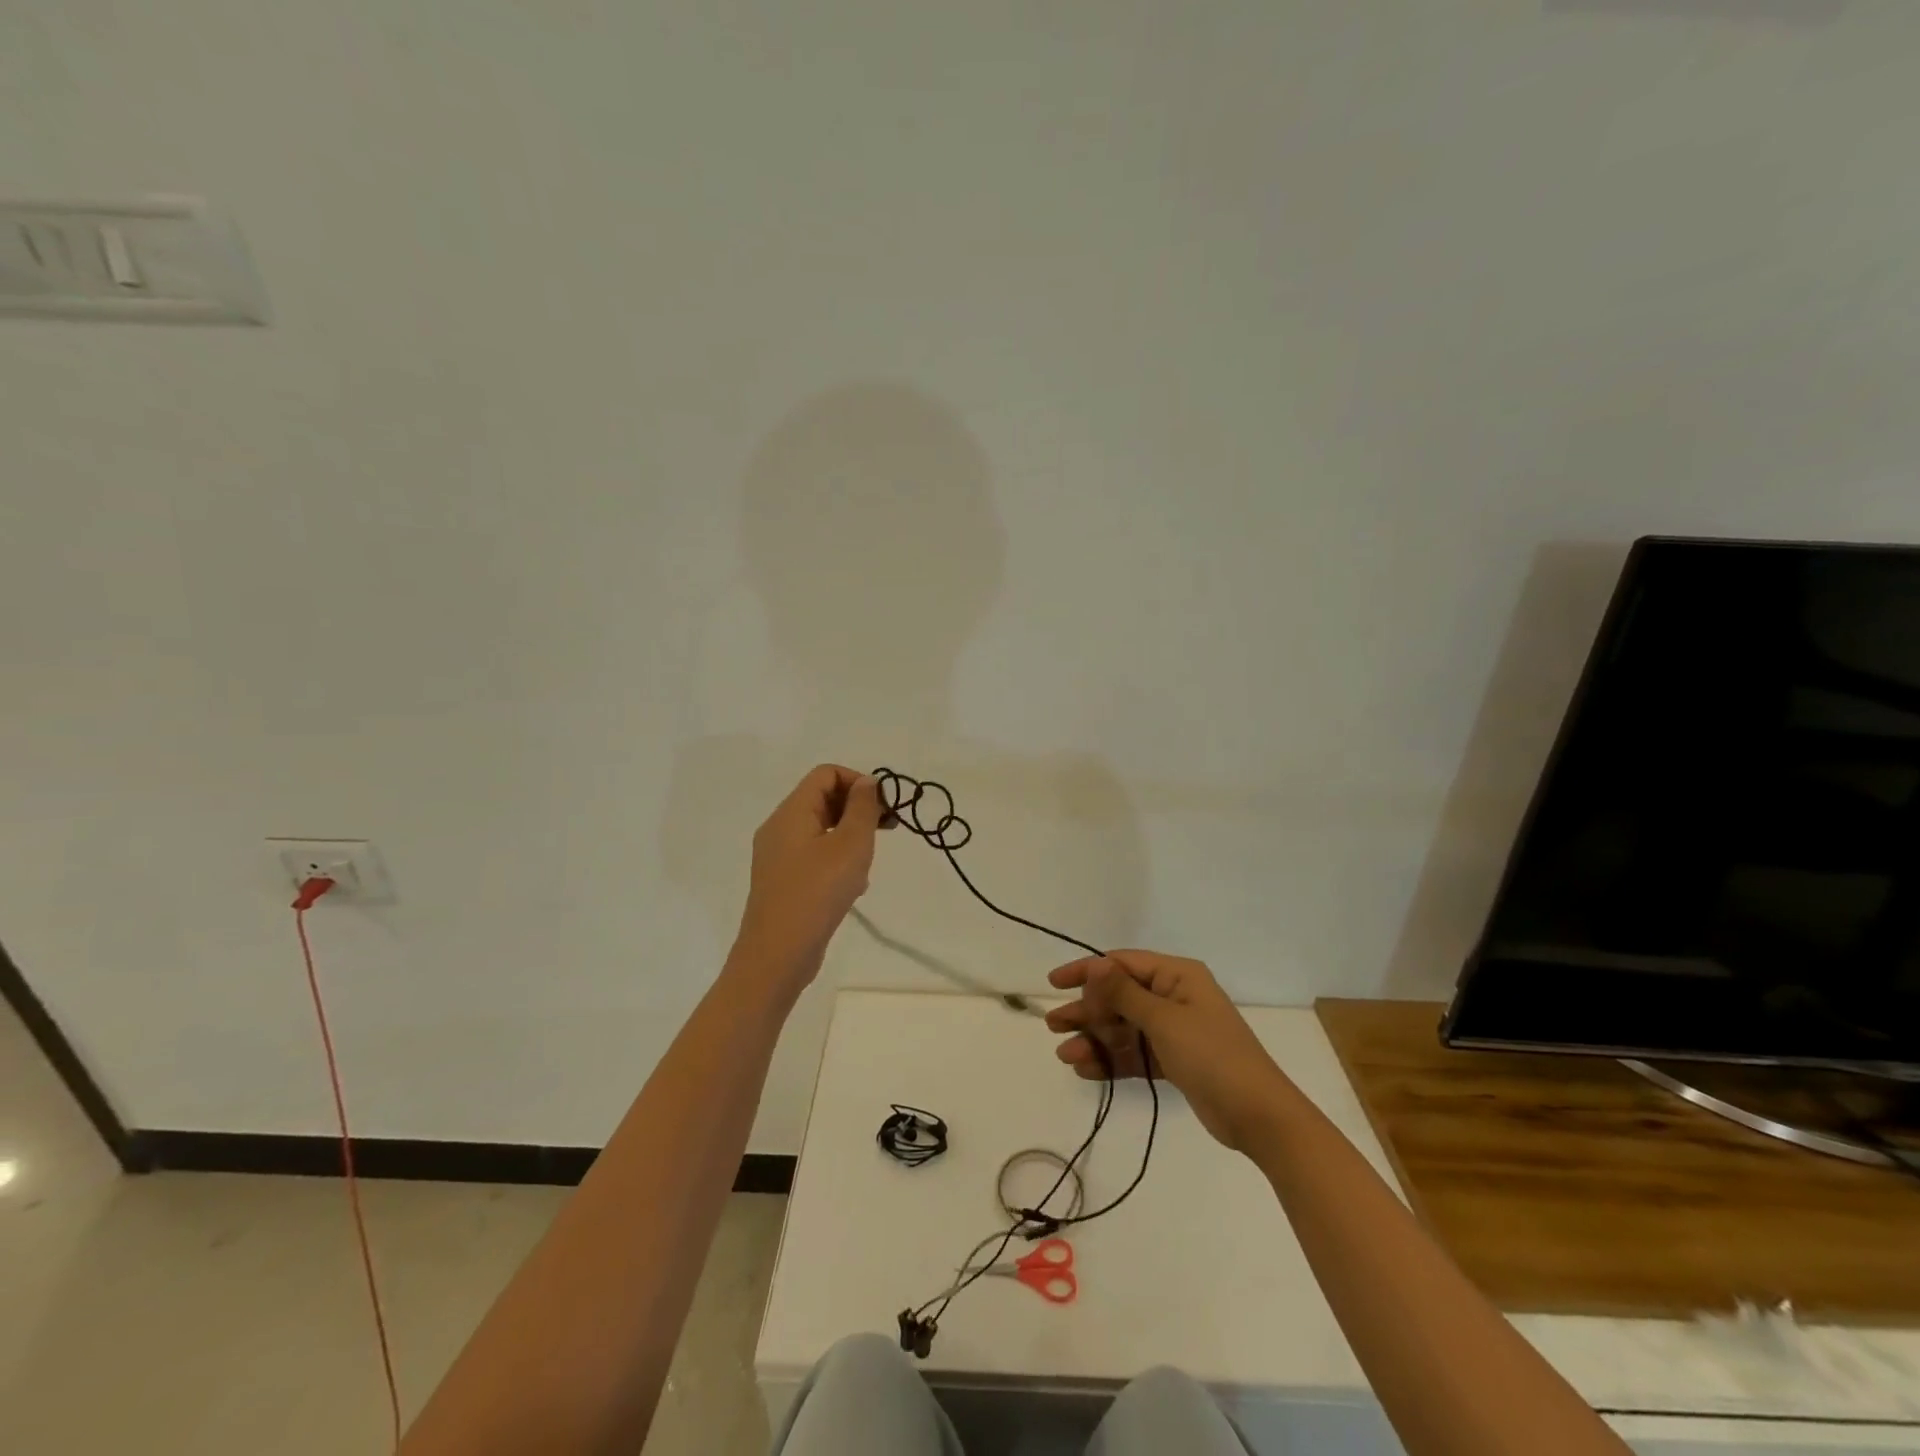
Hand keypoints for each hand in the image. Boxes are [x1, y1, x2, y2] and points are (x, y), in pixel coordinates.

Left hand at [730, 765, 886, 993]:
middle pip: (823, 799)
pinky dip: (837, 861)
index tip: (884, 807)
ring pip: (821, 830)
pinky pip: (814, 856)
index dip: (858, 781)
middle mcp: (779, 828)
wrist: (777, 956)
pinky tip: (852, 888)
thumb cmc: (817, 893)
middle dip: (858, 810)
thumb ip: (863, 808)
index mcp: (791, 813)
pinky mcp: (782, 882)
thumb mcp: (851, 845)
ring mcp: (778, 857)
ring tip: (866, 866)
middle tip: (887, 831)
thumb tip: (867, 782)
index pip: (826, 774)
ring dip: (850, 839)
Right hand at [1045, 950, 1292, 1151]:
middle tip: (1054, 1025)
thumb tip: (1095, 964)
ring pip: (1124, 1028)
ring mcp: (1174, 1030)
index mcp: (1177, 976)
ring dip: (1095, 1040)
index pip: (1122, 964)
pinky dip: (1112, 1060)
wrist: (1258, 1116)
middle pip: (1119, 998)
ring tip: (1065, 1056)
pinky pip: (1135, 1054)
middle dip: (1087, 1012)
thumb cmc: (1212, 1055)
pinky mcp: (1174, 1061)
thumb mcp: (1164, 1020)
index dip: (1087, 972)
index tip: (1054, 984)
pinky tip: (1085, 1070)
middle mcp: (1174, 996)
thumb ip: (1124, 994)